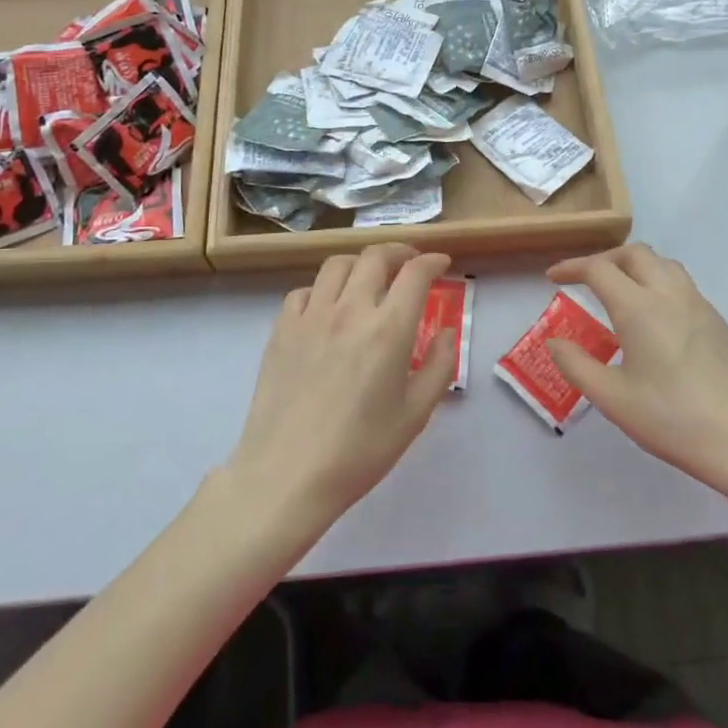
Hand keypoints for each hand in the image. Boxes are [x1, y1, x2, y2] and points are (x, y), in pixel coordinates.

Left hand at [227, 244, 459, 530]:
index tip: (441, 264)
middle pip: (374, 256)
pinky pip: (303, 291)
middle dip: (399, 252)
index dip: (432, 261)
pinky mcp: (281, 329)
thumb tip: (445, 331)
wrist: (287, 474)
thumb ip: (439, 366)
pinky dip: (322, 290)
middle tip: (409, 264)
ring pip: (336, 265)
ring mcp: (311, 316)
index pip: (415, 274)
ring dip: (360, 263)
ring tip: (369, 278)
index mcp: (388, 329)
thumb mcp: (415, 414)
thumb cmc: (359, 450)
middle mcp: (350, 310)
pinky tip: (328, 308)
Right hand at [546, 244, 727, 497]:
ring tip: (623, 292)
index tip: (554, 277)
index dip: (572, 267)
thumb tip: (555, 342)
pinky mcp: (723, 325)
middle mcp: (671, 295)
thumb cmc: (673, 419)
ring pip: (666, 265)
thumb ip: (576, 365)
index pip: (599, 269)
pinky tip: (660, 325)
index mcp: (639, 308)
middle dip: (606, 259)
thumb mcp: (612, 399)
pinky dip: (662, 289)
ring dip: (638, 267)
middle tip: (587, 279)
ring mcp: (703, 307)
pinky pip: (686, 290)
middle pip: (636, 253)